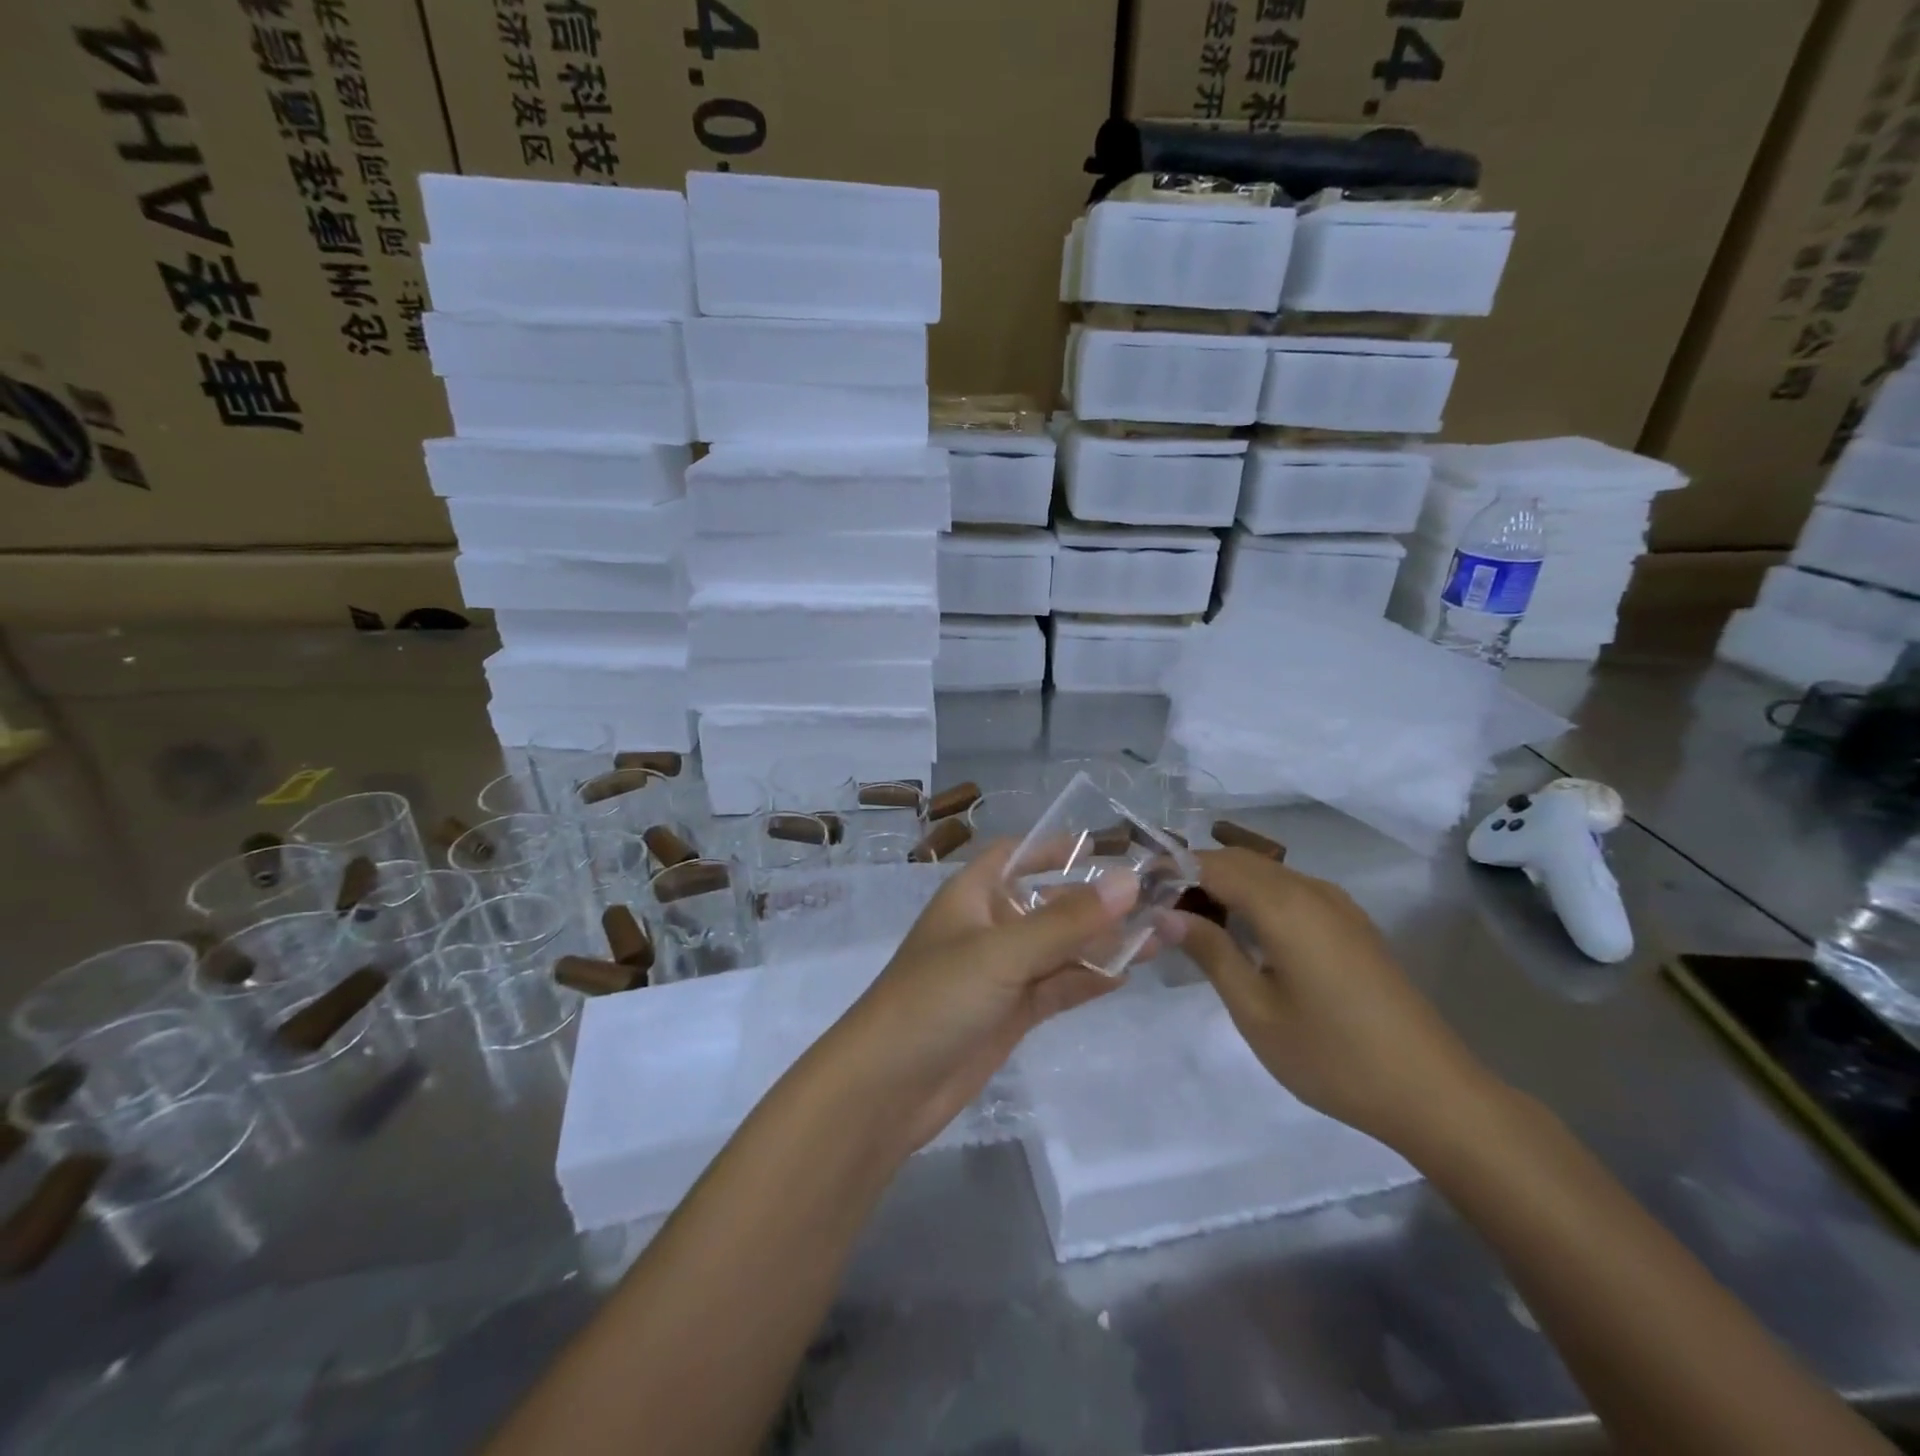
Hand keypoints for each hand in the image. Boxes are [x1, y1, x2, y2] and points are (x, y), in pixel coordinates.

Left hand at [830, 841, 1139, 1155]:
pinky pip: (1058, 986)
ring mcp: (1001, 973)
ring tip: (1165, 934)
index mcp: (973, 894)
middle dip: (1097, 900)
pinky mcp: (1011, 1014)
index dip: (1054, 846)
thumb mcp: (1003, 953)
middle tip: (1158, 898)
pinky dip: (1089, 979)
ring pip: (1061, 948)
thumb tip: (1130, 880)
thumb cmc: (936, 998)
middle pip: (1049, 902)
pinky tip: (1129, 973)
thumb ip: (1067, 920)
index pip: (1016, 854)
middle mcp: (988, 927)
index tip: (1106, 846)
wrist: (888, 1088)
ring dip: (1104, 942)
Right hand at [1172, 848, 1495, 1152]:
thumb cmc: (1333, 1056)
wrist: (1433, 1094)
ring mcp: (1337, 905)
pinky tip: (1242, 933)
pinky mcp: (1351, 924)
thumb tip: (1164, 914)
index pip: (1211, 864)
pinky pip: (1290, 890)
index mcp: (1284, 905)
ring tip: (1190, 921)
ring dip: (1224, 884)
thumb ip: (1210, 952)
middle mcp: (1311, 889)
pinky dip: (1254, 897)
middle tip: (1156, 908)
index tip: (1135, 891)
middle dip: (1193, 874)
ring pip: (1265, 872)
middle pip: (1238, 861)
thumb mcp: (1256, 1010)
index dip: (1170, 869)